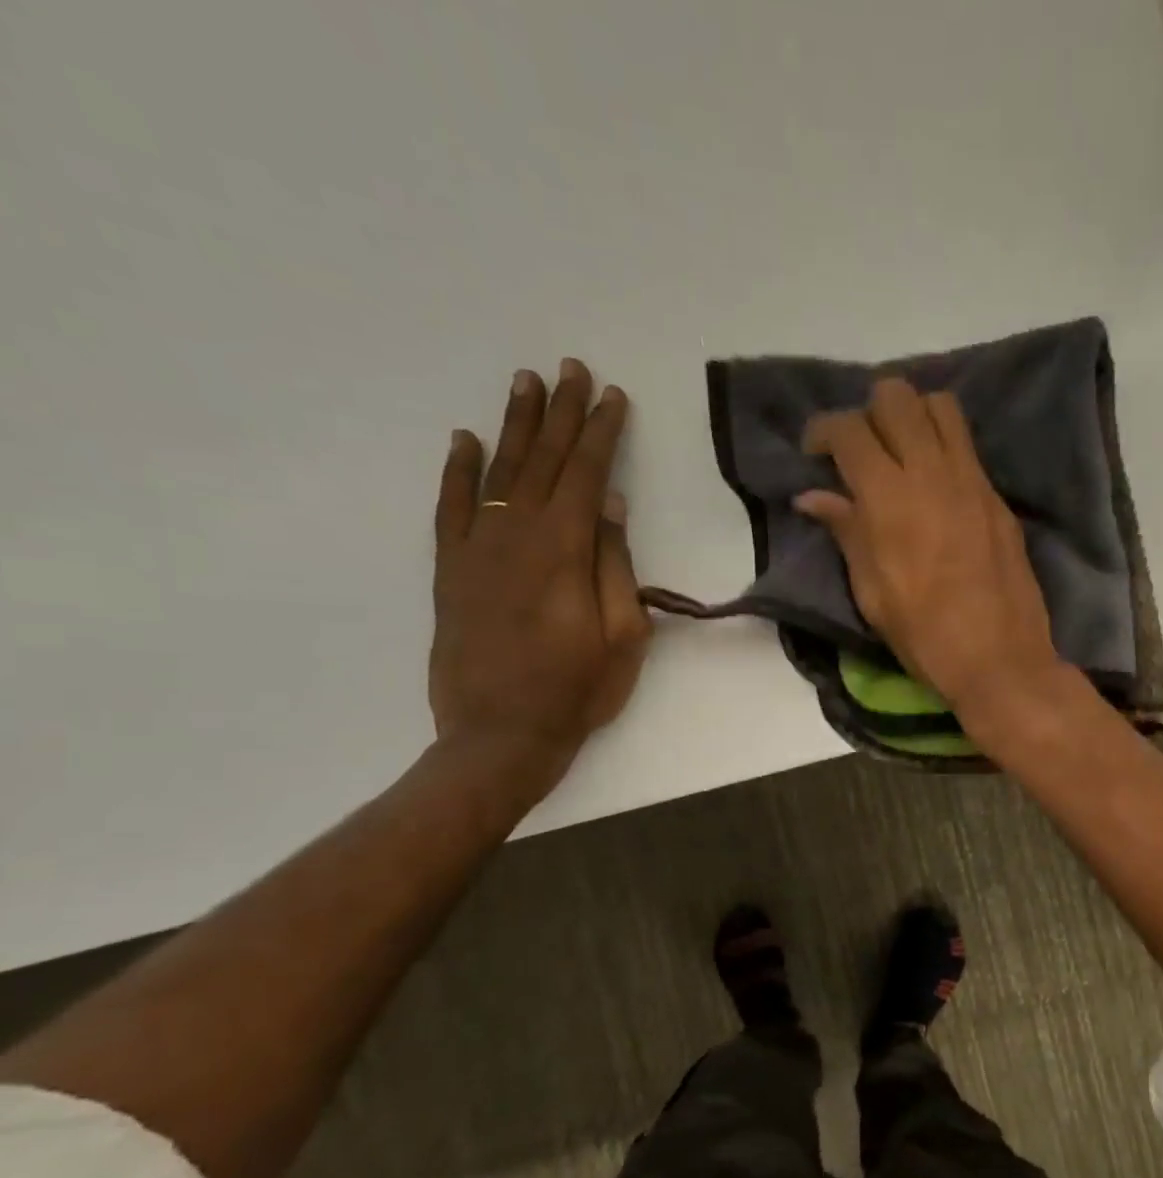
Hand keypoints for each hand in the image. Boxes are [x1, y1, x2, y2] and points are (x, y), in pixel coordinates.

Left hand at [429, 358, 650, 803]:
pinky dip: (458, 471)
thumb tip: (609, 505)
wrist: (499, 733)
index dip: (601, 433)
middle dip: (561, 413)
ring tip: (526, 383)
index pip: (585, 475)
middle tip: (571, 369)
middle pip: (542, 461)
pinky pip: (451, 507)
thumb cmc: (577, 689)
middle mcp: (515, 535)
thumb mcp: (623, 635)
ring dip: (515, 426)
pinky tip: (465, 440)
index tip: (613, 397)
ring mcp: (476, 549)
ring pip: (498, 472)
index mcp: (563, 551)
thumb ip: (614, 565)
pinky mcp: (450, 570)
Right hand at [798, 379, 1062, 721]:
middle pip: (897, 396)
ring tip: (902, 453)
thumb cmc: (924, 636)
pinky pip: (967, 446)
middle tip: (862, 450)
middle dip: (869, 411)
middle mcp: (931, 472)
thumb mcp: (872, 593)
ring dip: (913, 416)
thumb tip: (813, 496)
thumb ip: (846, 533)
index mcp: (889, 498)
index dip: (823, 429)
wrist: (1000, 658)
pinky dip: (943, 445)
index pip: (849, 428)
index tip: (816, 452)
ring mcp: (972, 480)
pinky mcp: (997, 497)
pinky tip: (934, 483)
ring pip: (940, 406)